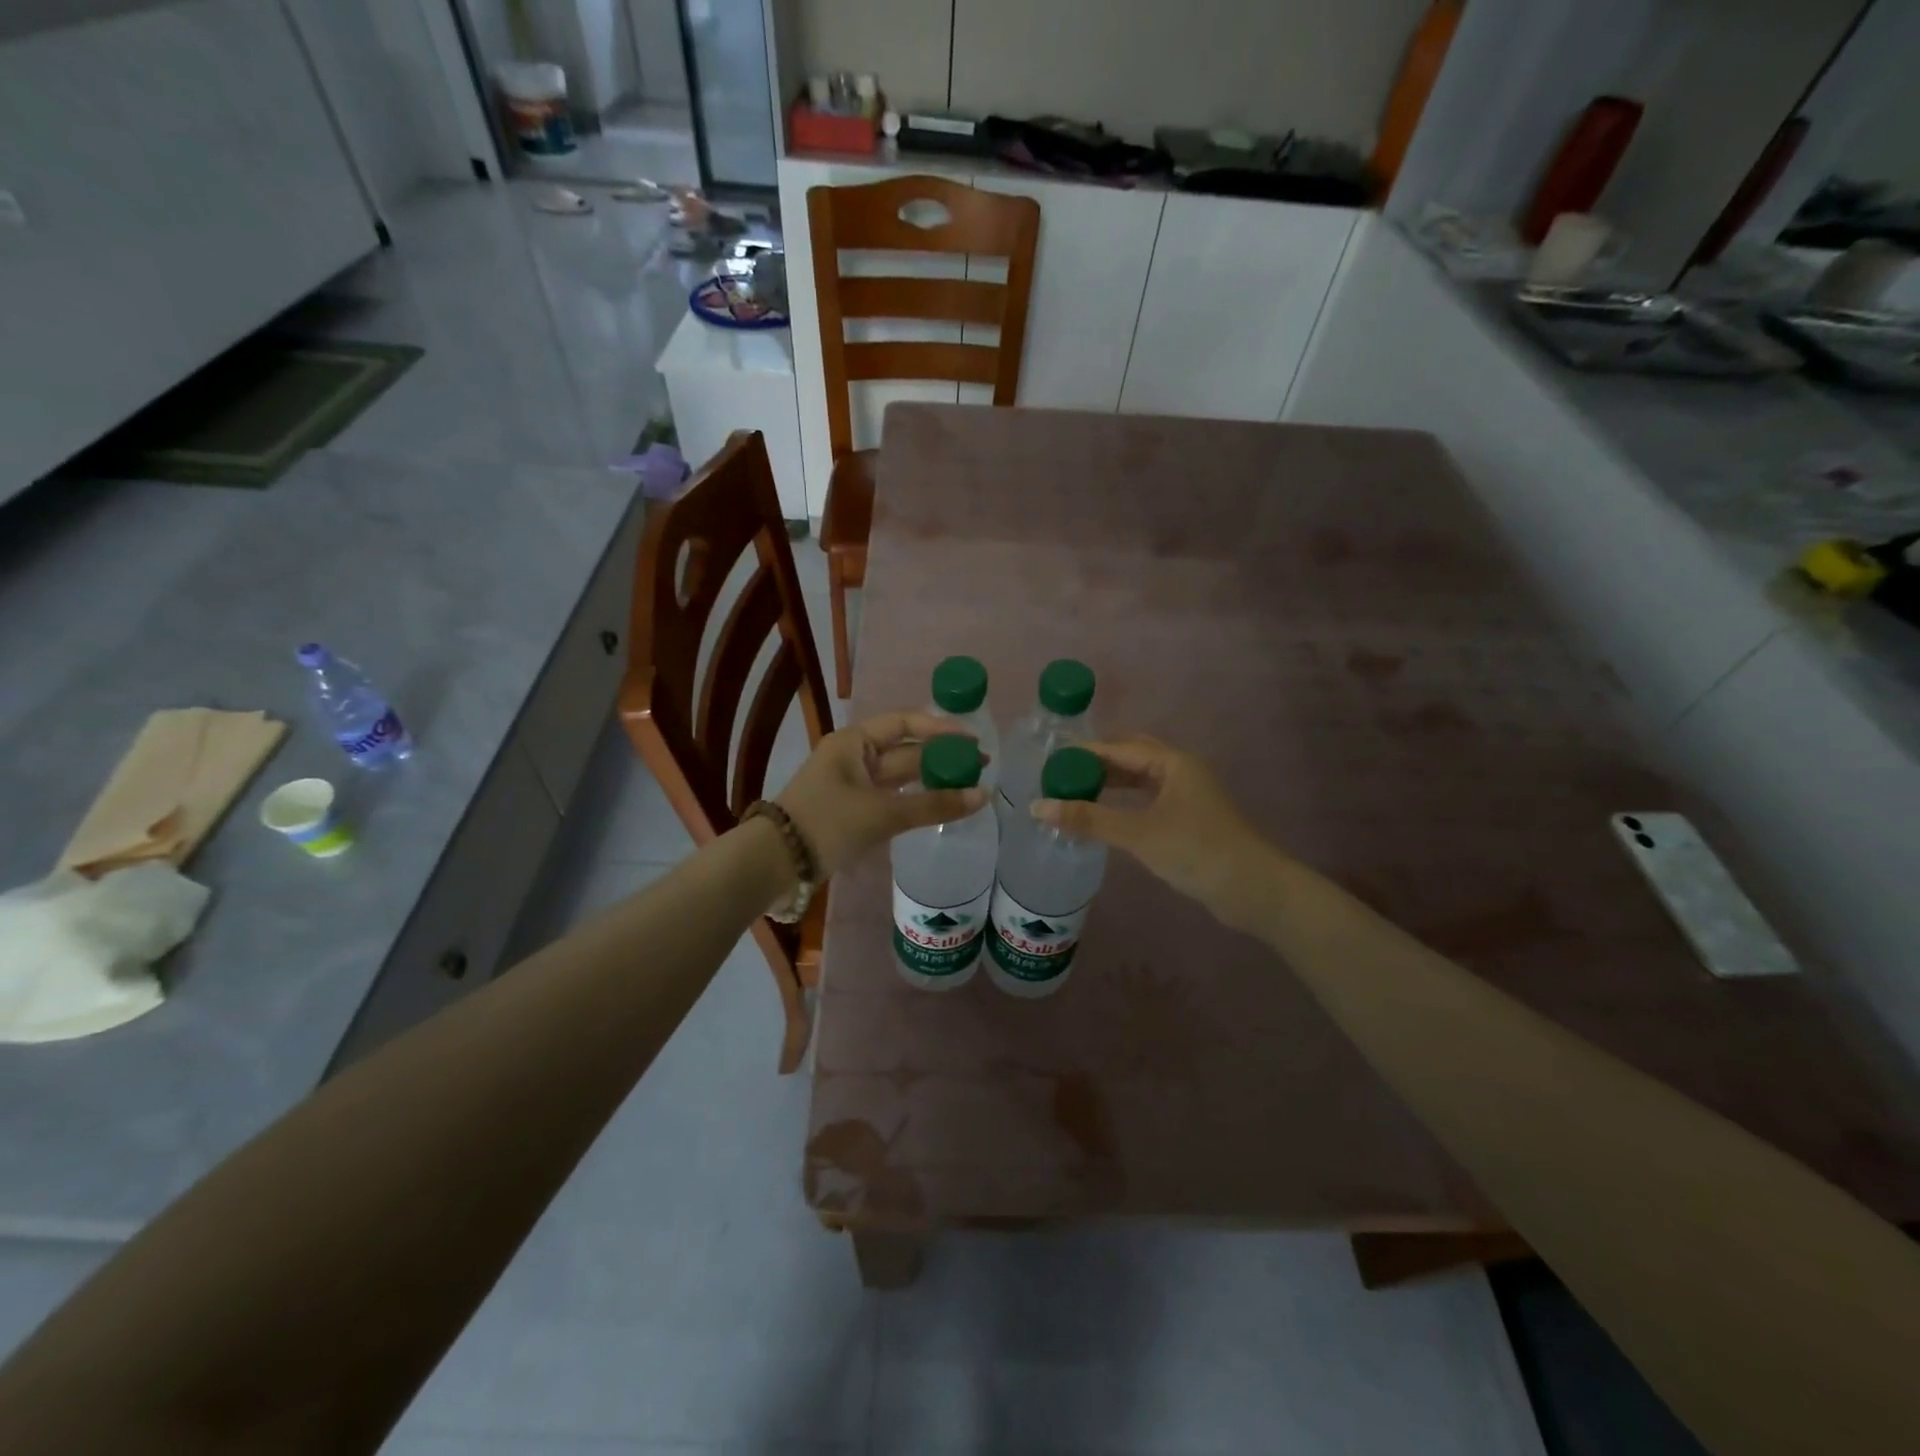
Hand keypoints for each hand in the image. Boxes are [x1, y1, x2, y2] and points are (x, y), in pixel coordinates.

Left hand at [777, 711, 986, 876]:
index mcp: (855, 741)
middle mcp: (854, 755)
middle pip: (906, 749)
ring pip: (900, 775)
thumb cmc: (827, 823)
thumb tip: (982, 796)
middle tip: (980, 766)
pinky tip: (940, 805)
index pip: (905, 722)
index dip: (940, 729)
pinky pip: (892, 797)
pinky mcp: (854, 809)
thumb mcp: (882, 812)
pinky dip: (916, 800)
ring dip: (931, 779)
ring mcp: (853, 783)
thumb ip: (933, 804)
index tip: (972, 740)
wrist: (776, 863)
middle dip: (941, 757)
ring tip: (968, 785)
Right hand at [1032, 735, 1283, 932]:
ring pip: (1140, 778)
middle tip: (1061, 775)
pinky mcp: (1188, 818)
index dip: (1084, 753)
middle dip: (1096, 763)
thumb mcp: (1138, 834)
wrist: (1253, 890)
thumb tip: (1037, 807)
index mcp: (1172, 762)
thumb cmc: (1196, 851)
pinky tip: (1106, 815)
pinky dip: (1124, 802)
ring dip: (1110, 783)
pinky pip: (1148, 798)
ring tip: (1075, 793)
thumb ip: (1088, 819)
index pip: (1118, 747)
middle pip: (1131, 756)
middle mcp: (1180, 770)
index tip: (1051, 762)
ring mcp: (1186, 794)